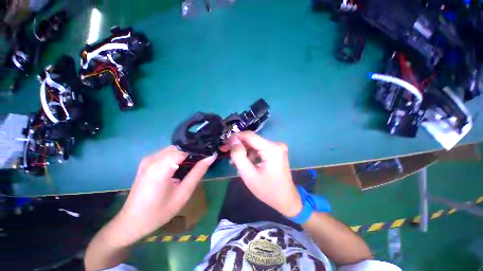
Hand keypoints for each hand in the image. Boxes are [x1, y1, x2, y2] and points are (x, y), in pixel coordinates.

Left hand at [112, 146, 216, 245]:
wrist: (132, 222)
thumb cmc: (160, 211)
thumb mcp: (183, 193)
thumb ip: (198, 172)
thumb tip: (211, 157)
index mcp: (161, 167)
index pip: (185, 149)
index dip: (198, 150)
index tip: (209, 154)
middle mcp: (153, 158)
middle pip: (179, 147)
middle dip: (192, 151)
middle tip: (203, 160)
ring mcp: (147, 159)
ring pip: (173, 149)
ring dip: (185, 154)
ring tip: (193, 164)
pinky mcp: (146, 162)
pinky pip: (166, 153)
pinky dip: (176, 157)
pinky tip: (180, 167)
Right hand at [227, 131, 301, 216]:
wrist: (286, 199)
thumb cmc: (267, 190)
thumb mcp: (248, 175)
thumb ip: (239, 156)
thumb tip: (233, 140)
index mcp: (271, 149)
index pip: (249, 135)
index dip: (235, 137)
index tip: (224, 144)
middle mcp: (276, 144)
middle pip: (252, 139)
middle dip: (238, 145)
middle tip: (225, 151)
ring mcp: (277, 147)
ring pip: (254, 144)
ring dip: (243, 151)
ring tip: (234, 162)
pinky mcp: (275, 151)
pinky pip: (259, 148)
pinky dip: (250, 154)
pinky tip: (244, 162)